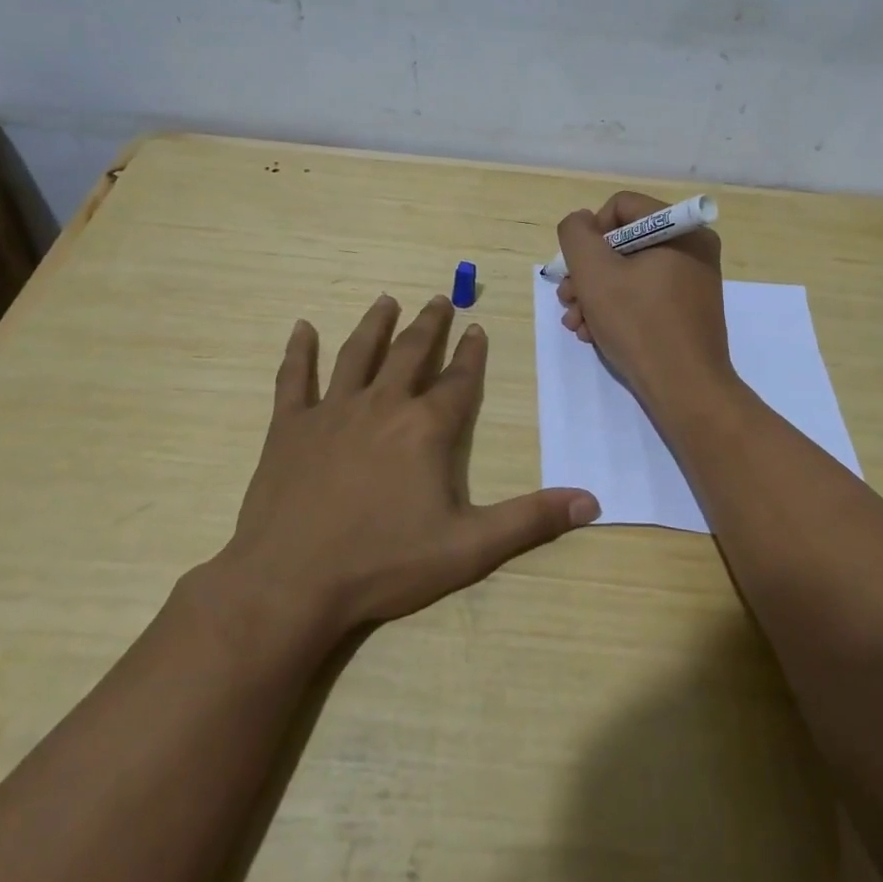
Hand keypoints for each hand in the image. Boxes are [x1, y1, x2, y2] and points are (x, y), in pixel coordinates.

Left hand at [223, 294, 598, 642]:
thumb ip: (530, 520)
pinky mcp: (290, 428)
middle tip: (439, 299)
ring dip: (374, 325)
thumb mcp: (469, 548)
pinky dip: (299, 351)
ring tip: (386, 300)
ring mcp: (332, 412)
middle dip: (429, 325)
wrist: (291, 583)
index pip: (457, 380)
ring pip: (357, 354)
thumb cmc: (383, 563)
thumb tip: (592, 500)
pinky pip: (294, 379)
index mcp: (426, 428)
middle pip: (410, 353)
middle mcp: (382, 405)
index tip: (478, 328)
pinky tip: (301, 327)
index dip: (472, 354)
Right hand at [555, 191, 737, 418]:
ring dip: (595, 294)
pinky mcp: (687, 310)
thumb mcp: (595, 273)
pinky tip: (594, 333)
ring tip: (576, 323)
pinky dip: (616, 309)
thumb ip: (576, 235)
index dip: (591, 233)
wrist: (685, 390)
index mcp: (681, 229)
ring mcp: (693, 281)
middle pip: (623, 242)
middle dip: (588, 272)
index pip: (621, 207)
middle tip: (568, 300)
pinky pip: (645, 294)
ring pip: (629, 272)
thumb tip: (581, 222)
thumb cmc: (640, 324)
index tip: (579, 268)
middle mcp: (693, 248)